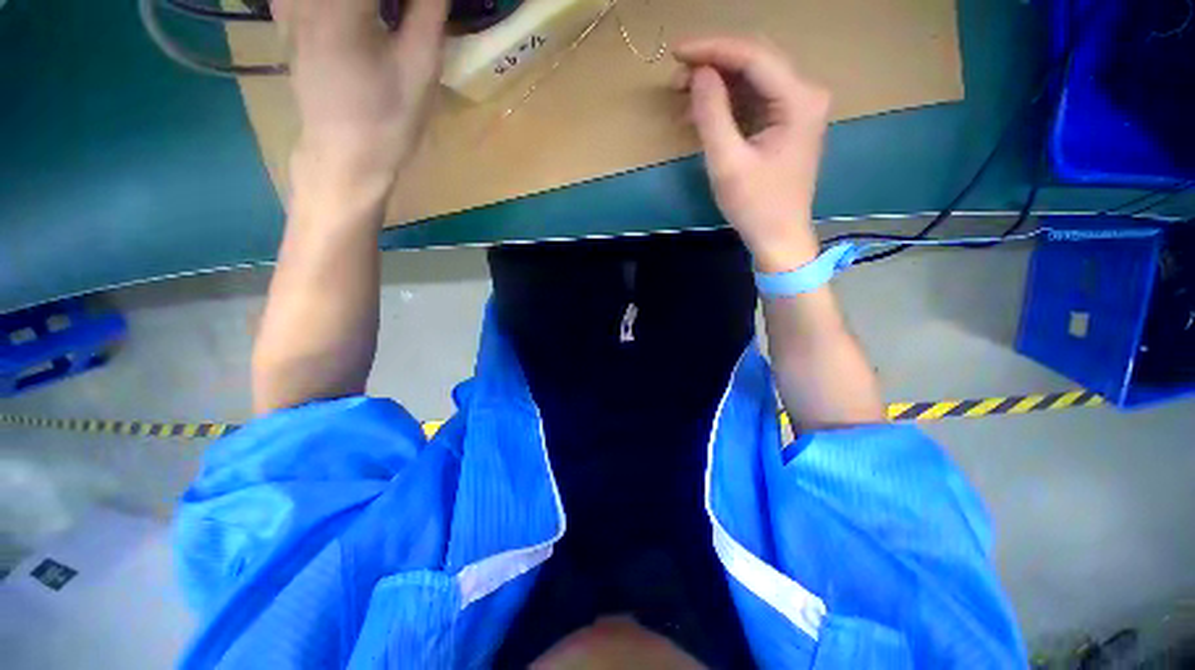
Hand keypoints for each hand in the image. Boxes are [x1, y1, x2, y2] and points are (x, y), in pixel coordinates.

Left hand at [274, 0, 448, 194]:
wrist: (346, 157)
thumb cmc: (389, 122)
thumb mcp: (420, 69)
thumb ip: (428, 11)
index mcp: (339, 9)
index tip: (424, 9)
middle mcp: (304, 0)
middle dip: (390, 4)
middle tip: (411, 14)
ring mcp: (288, 6)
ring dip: (370, 8)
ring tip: (382, 21)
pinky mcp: (285, 18)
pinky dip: (339, 7)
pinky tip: (357, 19)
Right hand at [674, 38, 831, 273]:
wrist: (779, 236)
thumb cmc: (755, 206)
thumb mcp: (727, 163)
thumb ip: (712, 115)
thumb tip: (698, 74)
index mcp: (798, 99)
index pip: (753, 56)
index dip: (713, 49)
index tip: (677, 52)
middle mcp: (805, 93)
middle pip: (755, 60)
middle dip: (714, 63)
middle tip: (677, 76)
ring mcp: (797, 107)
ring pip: (753, 77)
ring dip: (717, 82)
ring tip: (682, 94)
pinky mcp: (786, 122)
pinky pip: (754, 98)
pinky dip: (727, 101)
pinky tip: (702, 111)